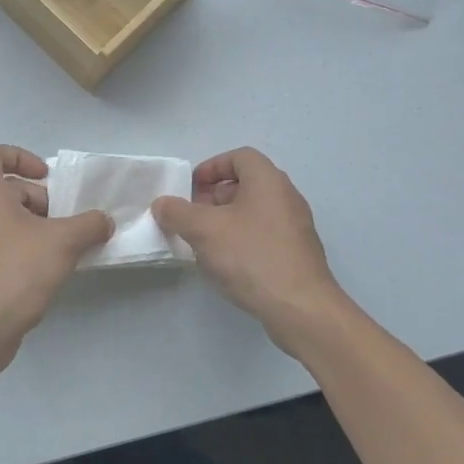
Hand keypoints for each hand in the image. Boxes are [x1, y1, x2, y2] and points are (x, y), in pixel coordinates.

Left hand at [0, 143, 112, 374]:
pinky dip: (19, 248)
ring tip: (60, 248)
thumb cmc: (16, 270)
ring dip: (31, 225)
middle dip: (37, 199)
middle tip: (63, 221)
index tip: (46, 178)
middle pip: (2, 188)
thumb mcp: (63, 242)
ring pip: (1, 218)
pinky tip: (44, 271)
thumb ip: (89, 225)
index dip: (20, 156)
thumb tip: (104, 222)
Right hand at [152, 147, 350, 339]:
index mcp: (268, 181)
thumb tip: (163, 204)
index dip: (212, 167)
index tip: (191, 188)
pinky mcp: (297, 254)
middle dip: (214, 196)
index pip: (240, 156)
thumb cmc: (250, 256)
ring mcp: (295, 227)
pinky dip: (242, 240)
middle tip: (192, 216)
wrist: (300, 307)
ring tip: (204, 243)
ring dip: (226, 221)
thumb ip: (177, 212)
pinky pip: (264, 235)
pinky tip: (227, 264)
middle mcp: (286, 197)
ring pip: (254, 212)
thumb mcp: (203, 230)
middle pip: (246, 184)